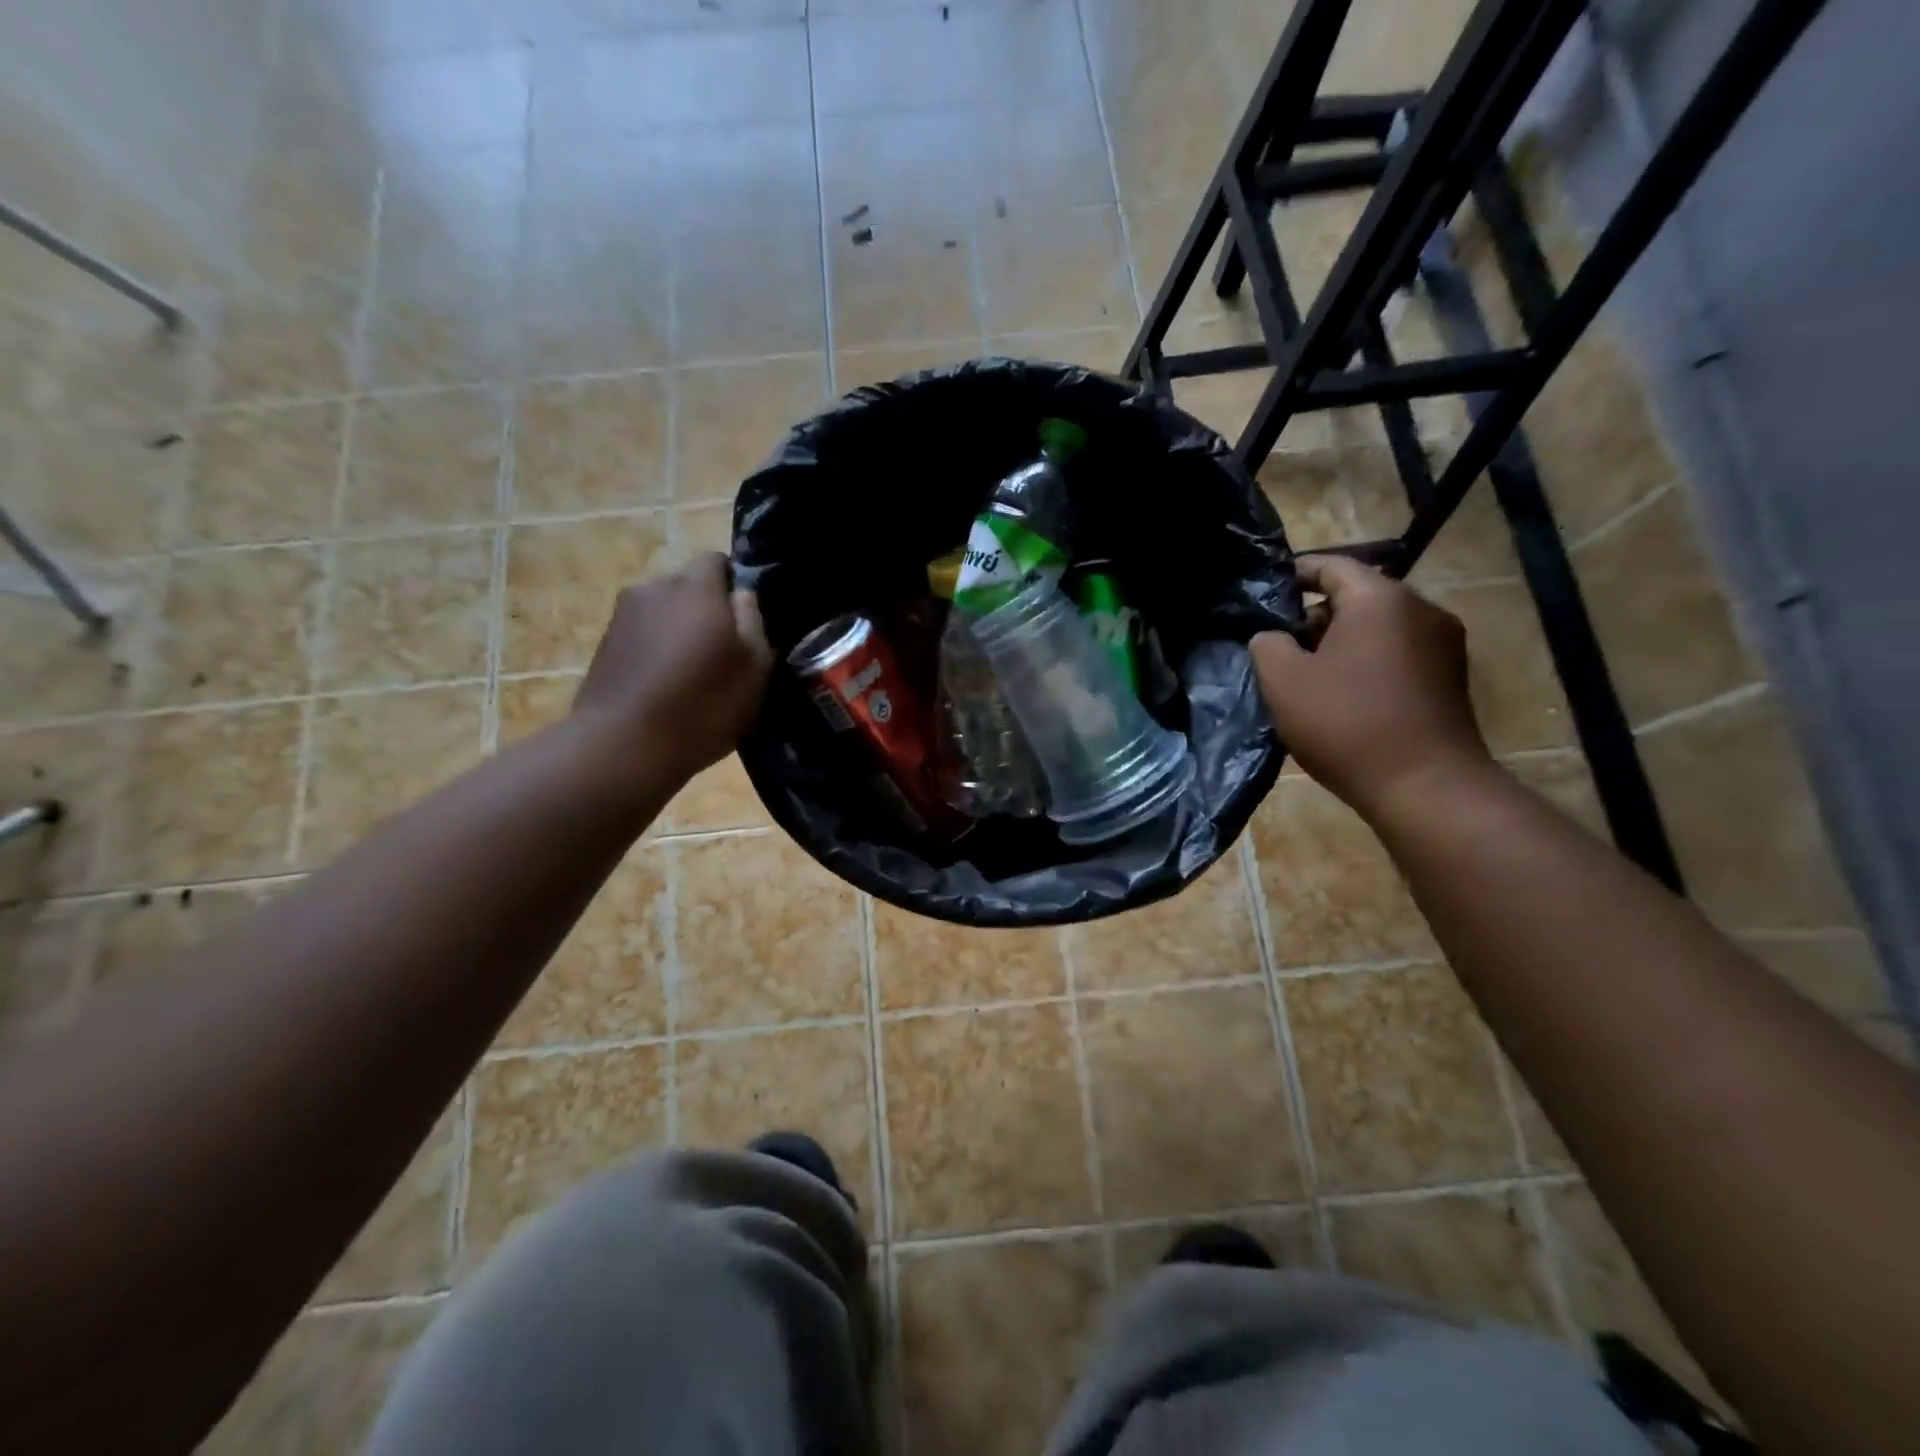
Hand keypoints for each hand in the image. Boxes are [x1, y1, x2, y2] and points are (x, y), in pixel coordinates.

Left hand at [573, 554, 772, 783]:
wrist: (621, 747)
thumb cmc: (702, 705)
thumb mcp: (753, 668)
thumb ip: (753, 622)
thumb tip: (742, 595)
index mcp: (695, 587)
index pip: (717, 561)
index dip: (736, 585)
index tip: (747, 621)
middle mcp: (654, 589)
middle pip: (688, 587)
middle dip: (707, 610)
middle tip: (724, 652)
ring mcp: (622, 616)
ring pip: (664, 612)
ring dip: (679, 632)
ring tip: (693, 674)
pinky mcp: (603, 645)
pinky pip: (642, 636)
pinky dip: (657, 652)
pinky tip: (666, 688)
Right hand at [1250, 554, 1493, 820]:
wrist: (1425, 786)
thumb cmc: (1346, 724)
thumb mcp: (1284, 682)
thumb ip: (1267, 645)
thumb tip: (1272, 637)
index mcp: (1380, 599)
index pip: (1331, 565)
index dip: (1293, 575)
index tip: (1264, 593)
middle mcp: (1420, 610)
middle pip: (1358, 595)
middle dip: (1314, 615)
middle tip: (1278, 644)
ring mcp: (1442, 645)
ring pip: (1378, 627)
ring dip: (1340, 642)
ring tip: (1306, 674)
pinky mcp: (1450, 678)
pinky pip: (1397, 654)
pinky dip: (1366, 662)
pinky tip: (1342, 695)